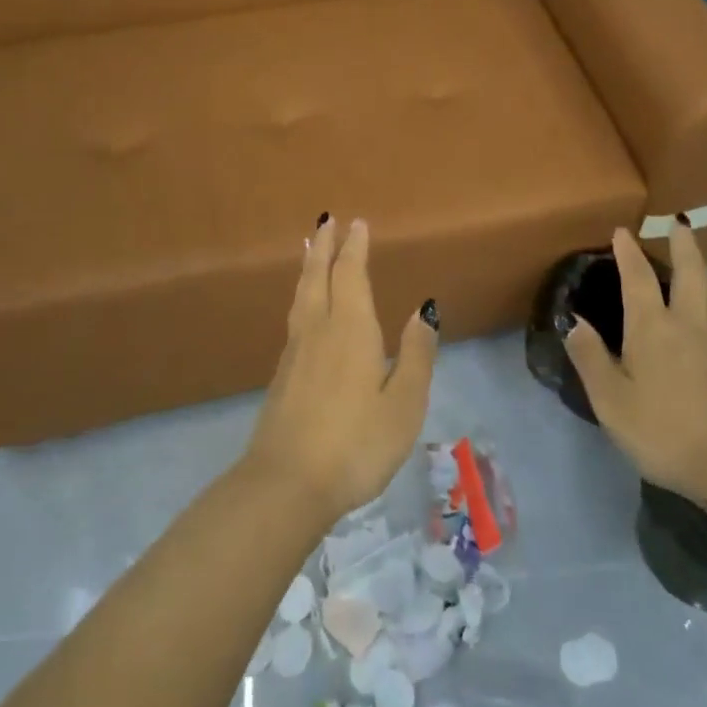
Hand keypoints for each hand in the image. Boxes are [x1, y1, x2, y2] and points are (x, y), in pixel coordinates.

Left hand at [245, 217, 438, 521]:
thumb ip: (416, 354)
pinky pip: (295, 317)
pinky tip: (305, 308)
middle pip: (318, 276)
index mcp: (351, 330)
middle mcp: (319, 330)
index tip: (356, 223)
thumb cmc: (356, 444)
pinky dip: (302, 295)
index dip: (355, 248)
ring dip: (309, 267)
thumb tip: (424, 309)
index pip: (351, 275)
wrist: (286, 485)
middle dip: (324, 246)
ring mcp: (295, 353)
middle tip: (326, 220)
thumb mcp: (403, 404)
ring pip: (302, 295)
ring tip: (310, 250)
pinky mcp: (282, 376)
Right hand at [564, 224, 706, 508]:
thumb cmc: (665, 431)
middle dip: (683, 245)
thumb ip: (591, 359)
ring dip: (699, 269)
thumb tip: (574, 320)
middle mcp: (688, 325)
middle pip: (690, 273)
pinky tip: (704, 314)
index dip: (629, 254)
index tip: (623, 231)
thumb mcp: (613, 402)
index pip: (639, 279)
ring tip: (692, 260)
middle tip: (680, 223)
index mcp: (653, 328)